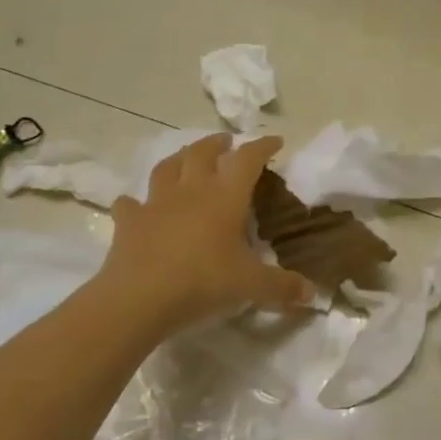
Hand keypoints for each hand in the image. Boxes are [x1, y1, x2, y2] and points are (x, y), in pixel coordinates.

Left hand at [99, 134, 314, 331]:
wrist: (139, 298)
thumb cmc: (203, 282)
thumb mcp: (250, 286)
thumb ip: (282, 287)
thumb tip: (311, 294)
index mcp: (225, 197)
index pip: (247, 160)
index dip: (262, 146)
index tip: (275, 141)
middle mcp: (191, 191)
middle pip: (202, 152)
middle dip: (217, 144)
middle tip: (227, 143)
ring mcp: (156, 204)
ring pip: (167, 168)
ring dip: (179, 158)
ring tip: (186, 158)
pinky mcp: (129, 223)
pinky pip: (130, 205)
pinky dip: (135, 202)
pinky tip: (137, 205)